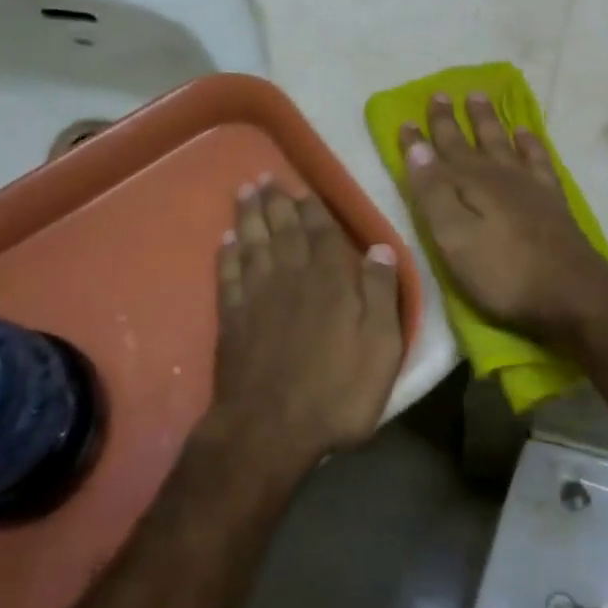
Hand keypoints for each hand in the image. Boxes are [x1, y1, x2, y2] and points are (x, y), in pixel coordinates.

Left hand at [205, 179, 405, 470]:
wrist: (268, 431)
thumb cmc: (335, 391)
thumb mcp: (380, 347)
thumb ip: (382, 294)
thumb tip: (381, 248)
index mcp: (329, 278)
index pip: (321, 231)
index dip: (312, 207)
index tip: (303, 187)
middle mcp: (290, 275)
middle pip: (282, 229)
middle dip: (275, 201)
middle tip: (265, 176)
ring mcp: (256, 295)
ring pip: (252, 243)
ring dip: (249, 215)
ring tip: (245, 191)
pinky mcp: (232, 318)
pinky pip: (228, 274)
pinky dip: (226, 253)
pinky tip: (225, 239)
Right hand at [399, 93, 607, 343]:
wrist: (571, 290)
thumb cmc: (502, 271)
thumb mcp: (453, 239)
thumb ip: (433, 193)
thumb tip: (418, 148)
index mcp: (468, 184)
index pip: (436, 155)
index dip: (418, 140)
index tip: (405, 120)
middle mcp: (496, 174)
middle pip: (468, 141)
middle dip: (450, 119)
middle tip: (440, 94)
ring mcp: (527, 183)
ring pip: (501, 140)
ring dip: (487, 119)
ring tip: (478, 96)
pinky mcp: (550, 197)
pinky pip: (537, 158)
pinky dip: (529, 142)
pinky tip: (525, 132)